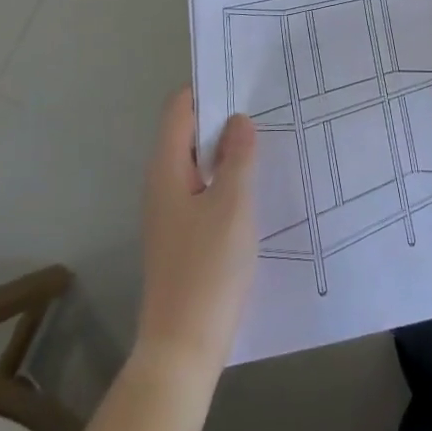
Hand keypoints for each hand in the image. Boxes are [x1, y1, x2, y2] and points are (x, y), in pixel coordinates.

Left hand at [135, 87, 257, 382]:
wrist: (182, 351)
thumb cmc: (207, 270)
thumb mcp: (232, 205)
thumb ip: (238, 157)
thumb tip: (239, 119)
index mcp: (167, 168)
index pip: (180, 108)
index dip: (208, 89)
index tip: (245, 79)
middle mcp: (162, 183)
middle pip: (189, 133)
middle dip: (224, 118)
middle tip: (267, 107)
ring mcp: (171, 212)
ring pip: (200, 163)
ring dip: (228, 151)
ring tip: (268, 140)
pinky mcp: (183, 236)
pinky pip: (204, 190)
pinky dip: (227, 179)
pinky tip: (257, 187)